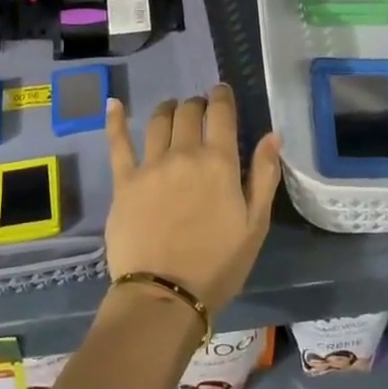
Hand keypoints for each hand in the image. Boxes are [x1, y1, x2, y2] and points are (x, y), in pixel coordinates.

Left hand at [105, 85, 283, 312]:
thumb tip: (273, 135)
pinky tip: (114, 104)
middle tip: (200, 110)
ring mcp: (150, 166)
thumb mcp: (255, 224)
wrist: (165, 296)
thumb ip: (264, 175)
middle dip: (197, 104)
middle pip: (188, 112)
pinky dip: (115, 120)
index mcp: (219, 162)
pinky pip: (118, 143)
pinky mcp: (123, 182)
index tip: (221, 92)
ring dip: (168, 109)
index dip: (222, 96)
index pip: (221, 113)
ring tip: (171, 109)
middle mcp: (183, 154)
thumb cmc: (218, 264)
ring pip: (157, 121)